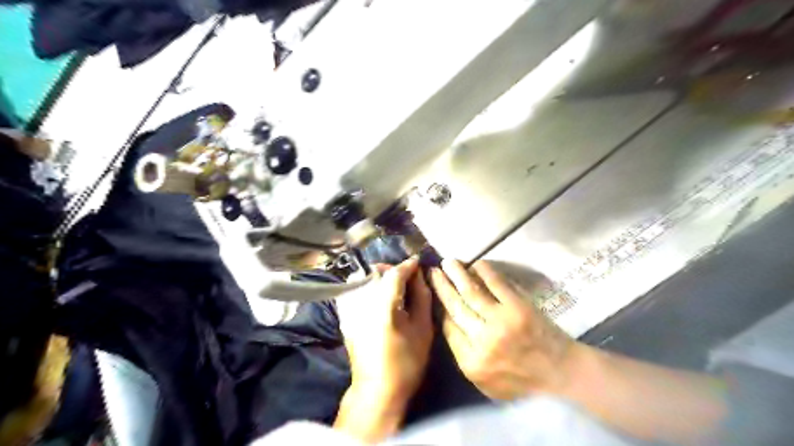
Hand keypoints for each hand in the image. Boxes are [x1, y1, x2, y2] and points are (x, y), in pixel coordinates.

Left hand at [334, 258, 432, 442]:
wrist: (377, 390)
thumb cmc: (406, 362)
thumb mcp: (423, 329)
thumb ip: (422, 296)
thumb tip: (420, 275)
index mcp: (383, 305)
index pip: (395, 273)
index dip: (408, 265)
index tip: (418, 262)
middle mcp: (361, 301)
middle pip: (375, 271)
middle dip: (392, 269)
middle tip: (407, 277)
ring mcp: (349, 308)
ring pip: (361, 276)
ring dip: (377, 275)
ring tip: (391, 285)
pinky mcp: (344, 315)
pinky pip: (352, 289)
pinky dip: (364, 285)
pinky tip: (375, 295)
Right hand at [432, 259, 580, 399]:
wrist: (560, 374)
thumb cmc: (522, 381)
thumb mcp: (486, 382)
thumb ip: (464, 354)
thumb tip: (449, 321)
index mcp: (471, 362)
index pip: (448, 327)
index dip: (440, 307)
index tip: (436, 292)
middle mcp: (482, 340)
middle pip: (455, 307)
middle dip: (442, 286)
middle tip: (433, 271)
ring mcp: (501, 321)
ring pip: (471, 292)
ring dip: (457, 274)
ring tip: (448, 262)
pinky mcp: (518, 307)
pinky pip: (496, 283)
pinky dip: (484, 271)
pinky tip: (476, 263)